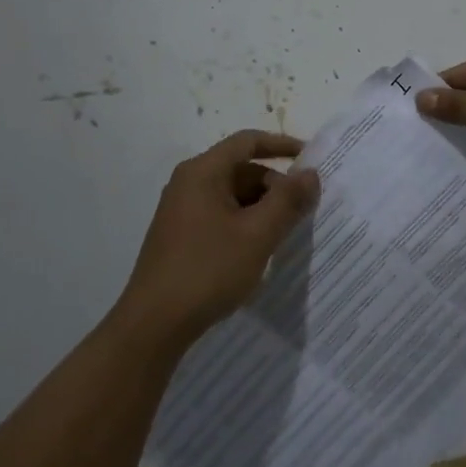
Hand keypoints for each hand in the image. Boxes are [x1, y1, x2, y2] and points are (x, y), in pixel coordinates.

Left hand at [115, 130, 319, 350]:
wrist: (153, 324)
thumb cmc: (208, 270)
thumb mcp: (257, 234)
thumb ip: (288, 200)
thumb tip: (311, 173)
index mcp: (203, 172)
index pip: (248, 141)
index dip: (282, 145)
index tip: (312, 159)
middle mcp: (189, 183)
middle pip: (242, 169)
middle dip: (276, 185)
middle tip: (303, 211)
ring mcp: (182, 210)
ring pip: (233, 195)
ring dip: (262, 207)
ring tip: (285, 233)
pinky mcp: (181, 235)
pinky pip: (222, 215)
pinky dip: (245, 223)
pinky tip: (259, 249)